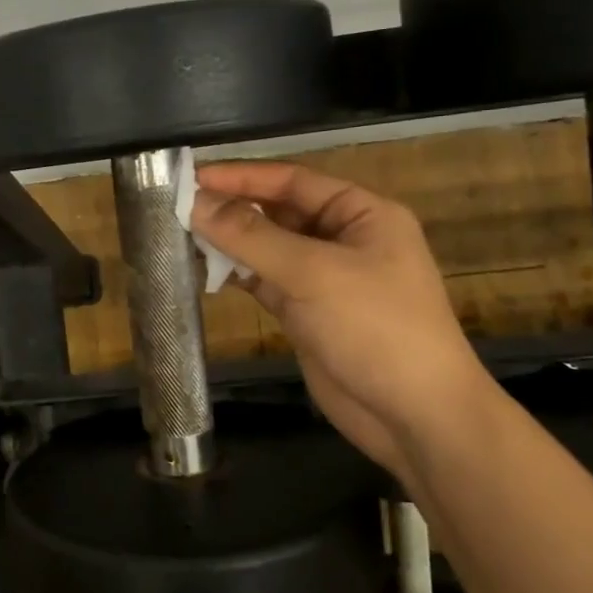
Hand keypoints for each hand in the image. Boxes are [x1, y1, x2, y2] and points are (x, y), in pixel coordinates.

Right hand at [191, 162, 490, 475]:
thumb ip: (251, 236)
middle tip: (177, 208)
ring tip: (181, 237)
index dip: (242, 176)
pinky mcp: (306, 313)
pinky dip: (237, 276)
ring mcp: (324, 279)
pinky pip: (265, 282)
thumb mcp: (313, 273)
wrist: (414, 416)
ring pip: (267, 248)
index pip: (292, 181)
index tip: (192, 176)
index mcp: (361, 214)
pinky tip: (205, 272)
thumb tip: (196, 203)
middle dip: (232, 209)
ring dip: (230, 243)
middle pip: (278, 212)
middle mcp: (342, 239)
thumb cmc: (375, 328)